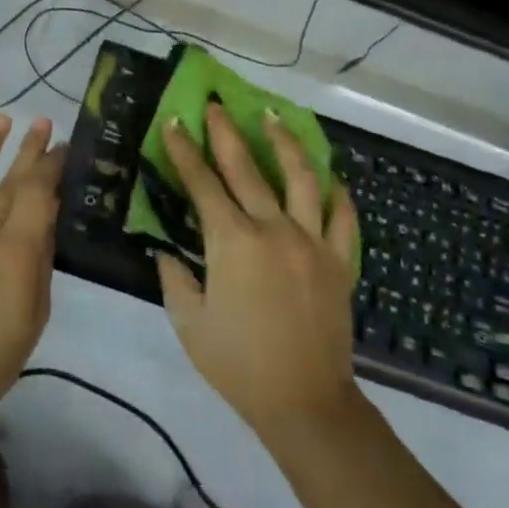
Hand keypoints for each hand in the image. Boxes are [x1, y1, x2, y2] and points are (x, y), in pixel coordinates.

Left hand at [0, 114, 65, 432]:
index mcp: (18, 250)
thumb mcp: (36, 311)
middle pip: (11, 180)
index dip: (51, 166)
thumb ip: (42, 259)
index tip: (63, 147)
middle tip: (43, 122)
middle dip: (29, 149)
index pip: (38, 192)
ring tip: (2, 119)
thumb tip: (47, 217)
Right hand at [157, 102, 360, 436]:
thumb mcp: (189, 323)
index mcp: (232, 242)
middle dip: (227, 133)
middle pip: (247, 169)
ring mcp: (312, 241)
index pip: (202, 184)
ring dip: (285, 143)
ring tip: (273, 116)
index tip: (175, 123)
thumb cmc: (238, 364)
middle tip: (216, 105)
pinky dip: (336, 192)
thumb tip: (166, 251)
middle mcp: (273, 229)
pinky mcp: (339, 261)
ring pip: (301, 178)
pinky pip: (343, 217)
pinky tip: (329, 175)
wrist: (305, 403)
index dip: (185, 152)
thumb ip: (174, 279)